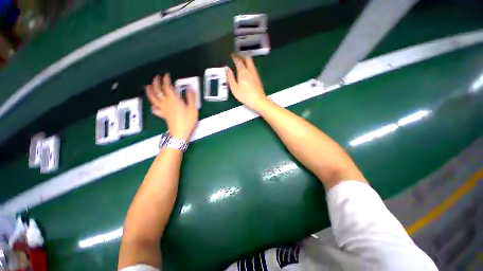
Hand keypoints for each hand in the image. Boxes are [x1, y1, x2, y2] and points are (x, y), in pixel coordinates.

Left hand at [146, 74, 198, 140]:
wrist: (180, 133)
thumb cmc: (187, 120)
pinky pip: (155, 110)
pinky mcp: (163, 115)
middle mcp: (166, 103)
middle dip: (156, 83)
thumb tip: (190, 87)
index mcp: (173, 100)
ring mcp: (163, 109)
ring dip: (150, 92)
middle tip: (156, 77)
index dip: (166, 80)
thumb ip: (191, 97)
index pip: (167, 87)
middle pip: (157, 91)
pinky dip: (153, 106)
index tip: (166, 75)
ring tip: (147, 87)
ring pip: (153, 99)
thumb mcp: (193, 108)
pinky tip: (153, 105)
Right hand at [226, 55, 267, 110]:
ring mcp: (255, 73)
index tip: (232, 55)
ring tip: (242, 61)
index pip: (238, 61)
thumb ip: (230, 78)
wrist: (258, 100)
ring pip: (251, 63)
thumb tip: (227, 69)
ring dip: (246, 60)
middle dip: (242, 55)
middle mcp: (250, 70)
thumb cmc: (245, 95)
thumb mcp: (234, 88)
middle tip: (238, 55)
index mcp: (243, 72)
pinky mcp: (258, 78)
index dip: (235, 57)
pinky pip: (253, 68)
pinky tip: (247, 70)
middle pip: (247, 58)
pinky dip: (249, 65)